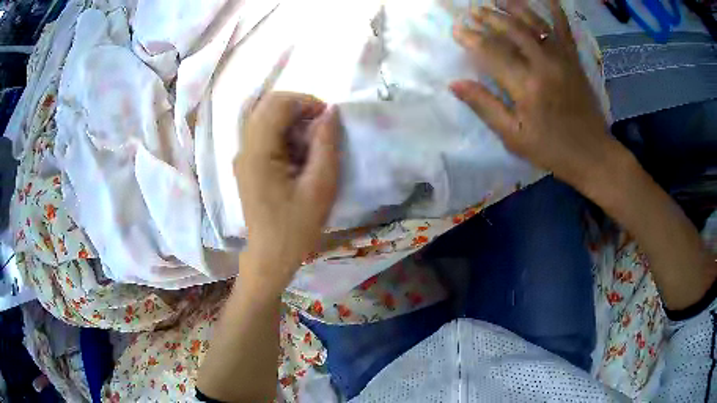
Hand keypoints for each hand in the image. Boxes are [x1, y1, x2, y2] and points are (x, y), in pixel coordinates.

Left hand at [234, 92, 339, 288]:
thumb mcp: (320, 187)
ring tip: (310, 140)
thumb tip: (331, 112)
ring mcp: (242, 155)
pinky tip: (297, 151)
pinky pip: (263, 132)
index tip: (327, 118)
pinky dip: (283, 131)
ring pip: (263, 116)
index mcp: (258, 153)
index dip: (305, 101)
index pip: (276, 104)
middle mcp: (244, 148)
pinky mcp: (246, 163)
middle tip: (321, 126)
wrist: (271, 256)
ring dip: (290, 119)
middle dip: (297, 107)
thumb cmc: (296, 227)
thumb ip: (326, 145)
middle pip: (266, 105)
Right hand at [450, 0, 620, 193]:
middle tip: (473, 11)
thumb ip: (485, 107)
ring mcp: (562, 59)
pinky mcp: (574, 60)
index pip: (490, 52)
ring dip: (513, 7)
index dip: (470, 38)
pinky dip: (555, 10)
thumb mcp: (513, 137)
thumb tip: (455, 83)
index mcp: (525, 87)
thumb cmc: (551, 150)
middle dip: (489, 17)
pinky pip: (564, 29)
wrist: (593, 155)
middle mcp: (543, 65)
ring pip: (534, 23)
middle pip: (511, 30)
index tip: (456, 30)